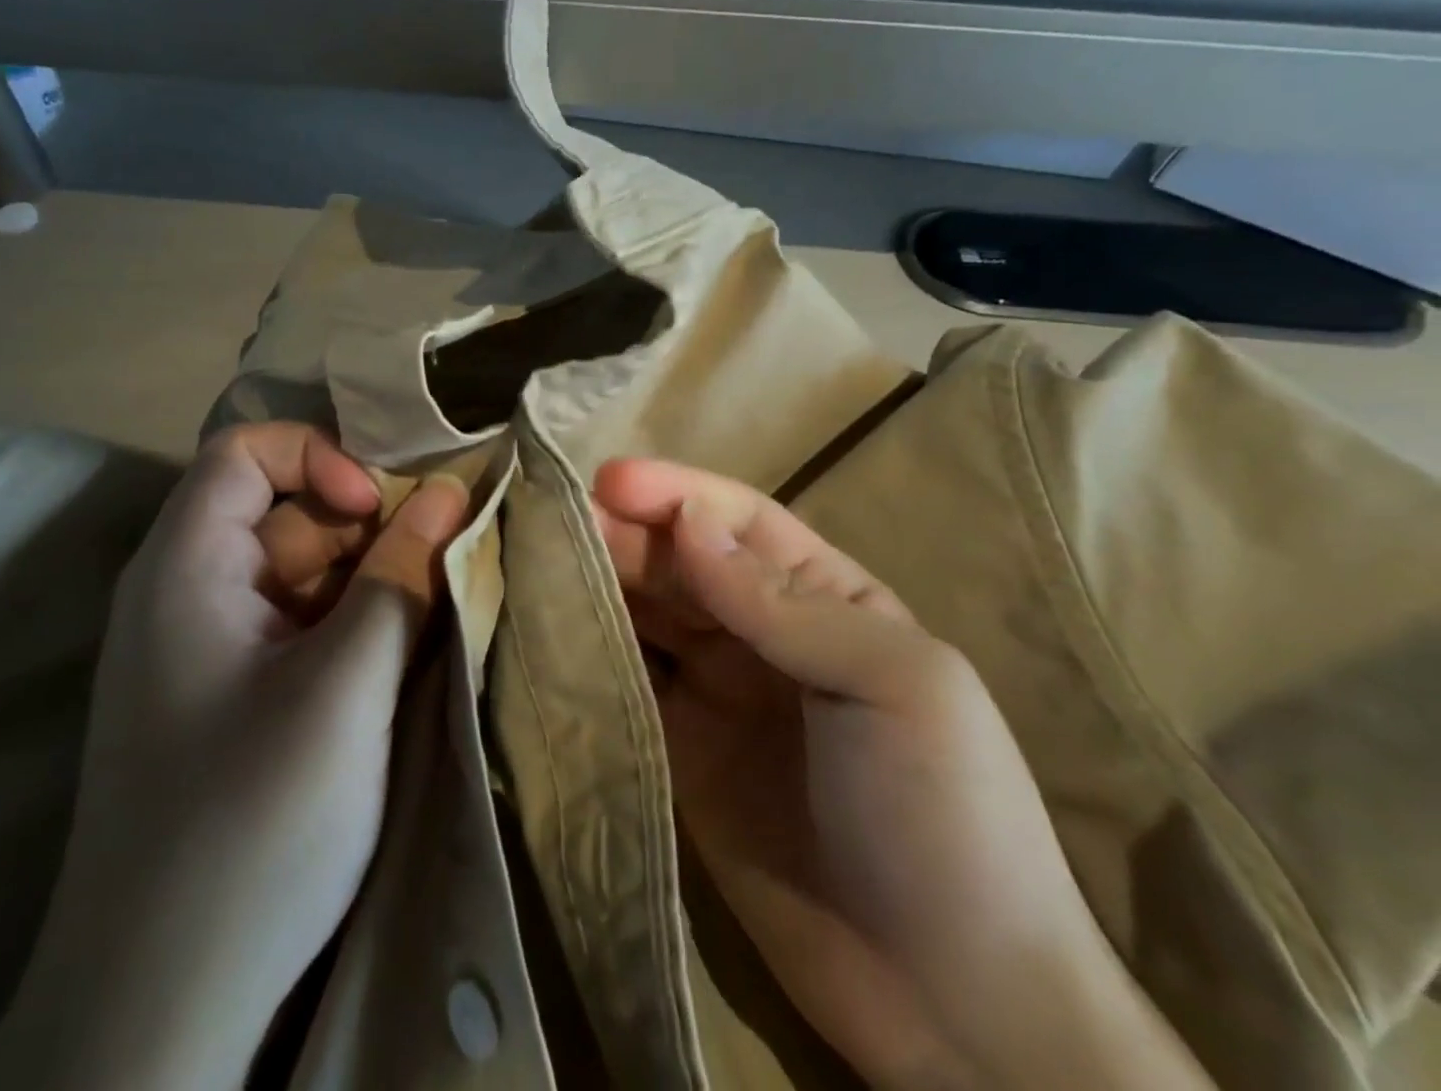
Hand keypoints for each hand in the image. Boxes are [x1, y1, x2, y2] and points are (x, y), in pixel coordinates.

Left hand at [0, 424, 468, 1090]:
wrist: (157, 1010)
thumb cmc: (251, 826)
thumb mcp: (346, 688)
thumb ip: (401, 578)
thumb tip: (449, 491)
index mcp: (185, 567)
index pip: (246, 451)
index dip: (320, 458)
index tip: (379, 511)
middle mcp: (184, 591)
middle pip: (282, 511)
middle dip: (362, 529)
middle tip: (431, 575)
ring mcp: (205, 646)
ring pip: (297, 571)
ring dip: (365, 583)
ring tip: (423, 621)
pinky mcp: (227, 694)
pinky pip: (295, 625)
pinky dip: (347, 627)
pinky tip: (389, 665)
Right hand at [594, 459, 1211, 1090]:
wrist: (952, 1007)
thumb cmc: (943, 816)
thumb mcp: (892, 684)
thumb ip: (783, 602)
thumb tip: (688, 521)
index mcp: (826, 598)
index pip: (738, 522)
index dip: (675, 493)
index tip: (608, 481)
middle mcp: (762, 633)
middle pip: (678, 561)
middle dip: (620, 533)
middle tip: (550, 520)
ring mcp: (716, 694)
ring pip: (645, 615)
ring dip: (596, 584)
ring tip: (534, 562)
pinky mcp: (678, 752)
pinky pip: (626, 684)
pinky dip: (588, 653)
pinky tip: (547, 632)